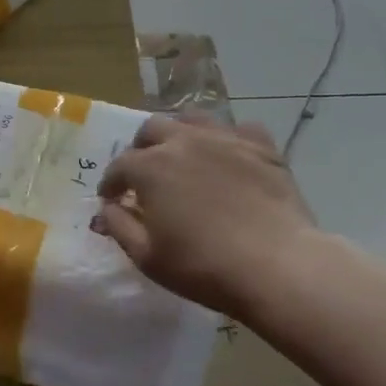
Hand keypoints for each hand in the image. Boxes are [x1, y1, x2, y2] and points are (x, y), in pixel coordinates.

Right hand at [96, 114, 317, 318]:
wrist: (277, 265)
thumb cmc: (203, 266)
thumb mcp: (147, 257)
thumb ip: (119, 226)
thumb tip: (107, 208)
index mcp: (150, 166)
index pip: (119, 166)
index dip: (112, 183)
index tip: (112, 199)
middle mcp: (184, 141)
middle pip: (151, 129)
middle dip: (141, 149)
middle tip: (145, 175)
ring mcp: (225, 139)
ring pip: (193, 119)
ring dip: (180, 134)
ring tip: (183, 156)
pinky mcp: (262, 146)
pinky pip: (238, 129)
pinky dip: (227, 140)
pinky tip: (228, 158)